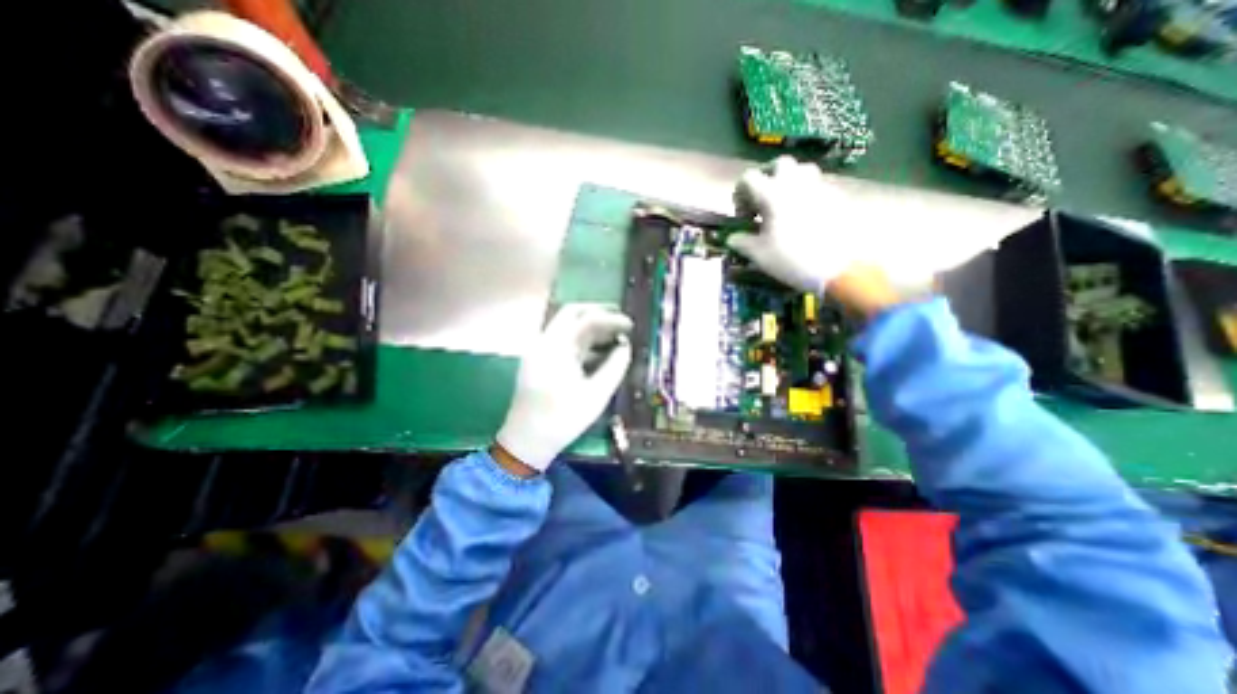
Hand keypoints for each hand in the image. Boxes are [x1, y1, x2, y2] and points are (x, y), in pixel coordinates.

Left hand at [494, 304, 632, 475]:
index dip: (611, 319)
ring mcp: (539, 350)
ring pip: (567, 326)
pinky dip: (582, 340)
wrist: (526, 441)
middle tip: (621, 320)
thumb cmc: (562, 419)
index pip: (586, 320)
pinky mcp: (540, 360)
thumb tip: (626, 347)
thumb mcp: (596, 395)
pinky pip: (563, 341)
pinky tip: (599, 351)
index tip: (631, 325)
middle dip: (598, 313)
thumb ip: (615, 367)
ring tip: (615, 335)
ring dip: (590, 326)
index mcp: (556, 348)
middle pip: (572, 314)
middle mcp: (544, 342)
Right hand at [734, 154, 867, 295]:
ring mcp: (818, 187)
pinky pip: (817, 185)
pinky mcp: (835, 197)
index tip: (743, 215)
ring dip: (789, 180)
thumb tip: (732, 238)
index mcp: (771, 194)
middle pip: (778, 164)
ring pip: (801, 169)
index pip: (749, 178)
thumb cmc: (790, 259)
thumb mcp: (758, 254)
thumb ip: (741, 242)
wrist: (836, 268)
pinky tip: (804, 215)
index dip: (740, 193)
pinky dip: (806, 193)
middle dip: (767, 177)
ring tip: (784, 202)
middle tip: (762, 200)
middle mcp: (794, 183)